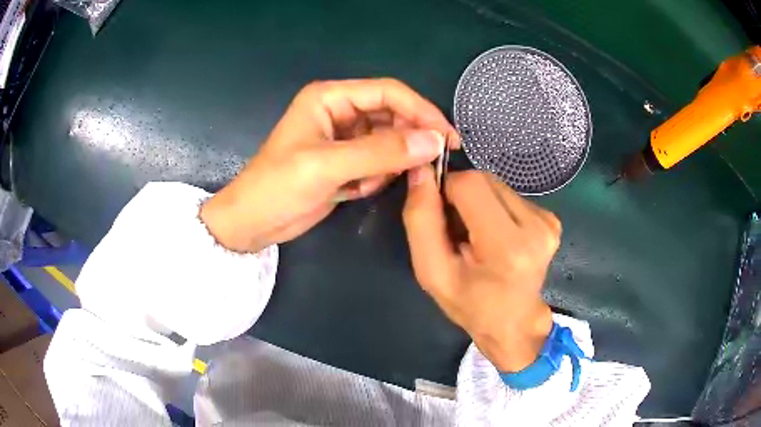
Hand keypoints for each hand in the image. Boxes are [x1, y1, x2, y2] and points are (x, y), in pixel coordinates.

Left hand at [200, 79, 458, 252]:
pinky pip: (379, 162)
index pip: (388, 93)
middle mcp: (340, 112)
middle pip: (392, 115)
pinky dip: (377, 177)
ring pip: (388, 141)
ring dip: (388, 164)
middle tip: (427, 165)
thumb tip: (434, 141)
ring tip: (366, 184)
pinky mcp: (346, 162)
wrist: (252, 223)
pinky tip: (356, 190)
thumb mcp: (327, 166)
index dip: (421, 111)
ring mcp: (344, 138)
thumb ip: (382, 152)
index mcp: (330, 98)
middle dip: (408, 140)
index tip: (448, 137)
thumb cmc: (278, 187)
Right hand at [403, 167, 559, 371]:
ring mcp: (548, 222)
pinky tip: (496, 235)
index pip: (469, 183)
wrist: (515, 323)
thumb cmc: (470, 305)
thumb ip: (420, 221)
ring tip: (477, 235)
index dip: (446, 191)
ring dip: (479, 203)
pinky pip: (511, 196)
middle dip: (462, 197)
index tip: (441, 218)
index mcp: (507, 247)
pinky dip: (495, 208)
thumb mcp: (432, 272)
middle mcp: (536, 227)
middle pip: (484, 180)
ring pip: (497, 185)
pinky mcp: (552, 219)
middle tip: (458, 231)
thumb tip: (421, 172)